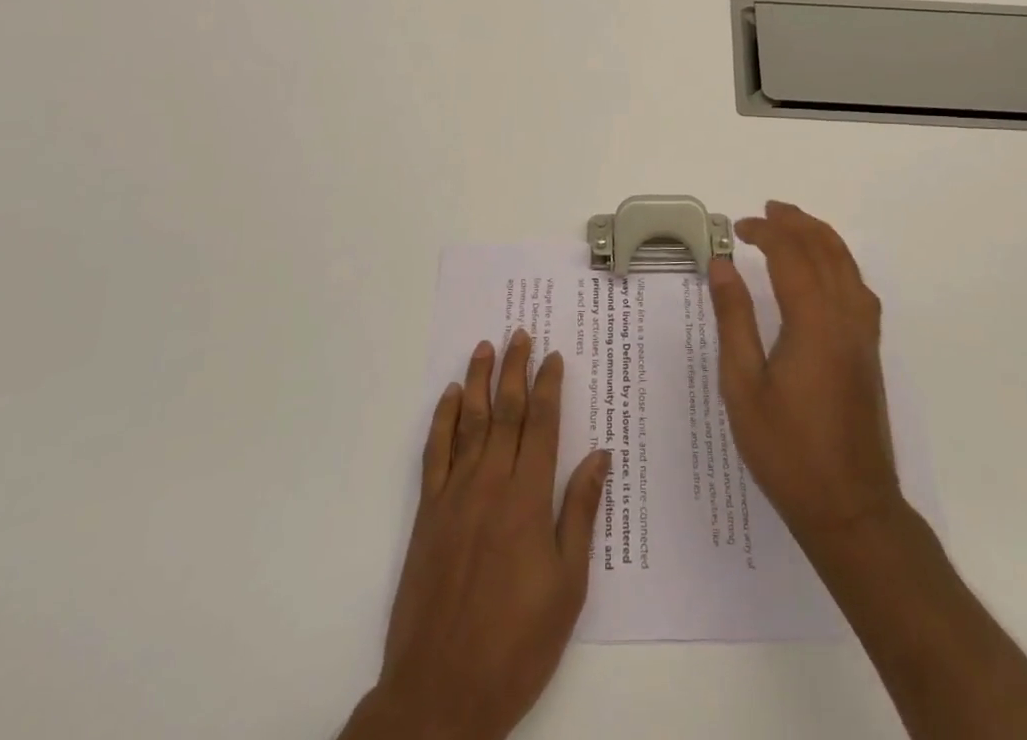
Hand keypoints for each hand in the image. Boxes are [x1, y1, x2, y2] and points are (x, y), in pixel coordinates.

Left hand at [342, 330, 611, 739]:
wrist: (441, 694)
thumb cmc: (517, 643)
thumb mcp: (567, 586)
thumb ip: (580, 513)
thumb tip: (599, 455)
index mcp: (528, 499)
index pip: (541, 424)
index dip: (548, 386)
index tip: (553, 355)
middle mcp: (490, 484)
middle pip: (504, 411)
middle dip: (514, 369)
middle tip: (519, 333)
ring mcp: (454, 496)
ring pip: (468, 422)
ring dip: (477, 380)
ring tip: (485, 347)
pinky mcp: (427, 514)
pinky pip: (435, 453)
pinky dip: (442, 419)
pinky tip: (449, 397)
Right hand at [708, 201, 902, 546]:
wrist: (852, 508)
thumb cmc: (787, 451)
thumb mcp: (743, 386)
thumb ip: (734, 319)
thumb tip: (722, 265)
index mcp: (813, 322)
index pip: (791, 255)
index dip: (765, 232)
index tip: (738, 228)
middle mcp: (845, 318)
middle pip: (825, 250)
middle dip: (796, 223)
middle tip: (767, 210)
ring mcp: (863, 335)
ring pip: (848, 266)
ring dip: (821, 237)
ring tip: (795, 224)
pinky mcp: (870, 352)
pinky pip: (859, 288)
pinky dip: (841, 263)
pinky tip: (827, 272)